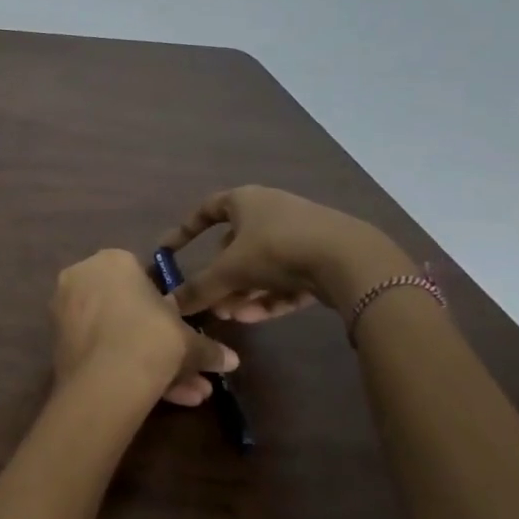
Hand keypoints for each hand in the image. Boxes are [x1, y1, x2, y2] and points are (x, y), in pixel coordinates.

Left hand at [51, 249, 237, 407]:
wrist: (107, 378)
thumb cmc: (153, 339)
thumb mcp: (190, 341)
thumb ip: (208, 348)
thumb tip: (229, 360)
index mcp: (112, 261)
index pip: (143, 278)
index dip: (165, 308)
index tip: (181, 331)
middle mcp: (81, 277)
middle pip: (127, 311)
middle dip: (161, 344)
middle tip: (189, 370)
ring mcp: (64, 309)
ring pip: (115, 335)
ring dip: (150, 363)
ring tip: (186, 395)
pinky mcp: (56, 341)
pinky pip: (98, 350)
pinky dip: (124, 369)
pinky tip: (160, 398)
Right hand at [157, 186, 409, 320]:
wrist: (350, 260)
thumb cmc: (277, 250)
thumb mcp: (229, 271)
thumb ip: (198, 288)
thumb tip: (168, 305)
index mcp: (245, 200)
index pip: (205, 210)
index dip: (184, 231)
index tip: (168, 251)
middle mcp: (270, 211)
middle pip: (234, 245)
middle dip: (219, 277)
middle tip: (209, 301)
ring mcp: (298, 234)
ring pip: (260, 266)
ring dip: (241, 292)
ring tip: (231, 316)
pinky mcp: (321, 258)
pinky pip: (285, 278)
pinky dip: (268, 296)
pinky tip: (256, 317)